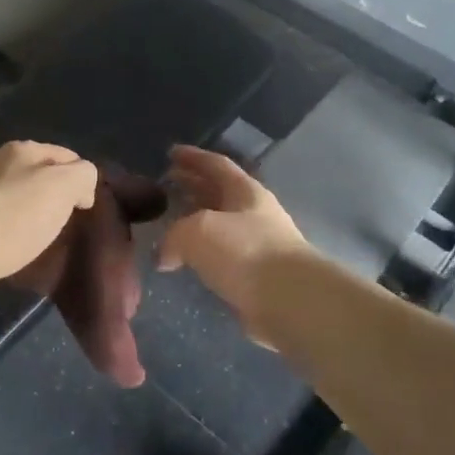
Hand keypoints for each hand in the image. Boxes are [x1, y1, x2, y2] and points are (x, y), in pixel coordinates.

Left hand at [0, 141, 99, 292]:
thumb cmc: (16, 215)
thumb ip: (83, 175)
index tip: (86, 209)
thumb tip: (81, 187)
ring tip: (44, 240)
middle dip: (58, 197)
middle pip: (43, 176)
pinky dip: (16, 229)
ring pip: (23, 197)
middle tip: (68, 225)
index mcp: (25, 149)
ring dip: (36, 215)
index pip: (68, 156)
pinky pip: (5, 218)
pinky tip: (17, 246)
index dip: (83, 180)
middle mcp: (1, 162)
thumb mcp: (64, 186)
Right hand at [157, 145, 310, 343]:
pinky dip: (203, 254)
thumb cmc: (244, 252)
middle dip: (193, 186)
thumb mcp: (197, 232)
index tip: (171, 153)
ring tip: (170, 222)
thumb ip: (173, 237)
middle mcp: (254, 214)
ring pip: (220, 226)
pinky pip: (223, 257)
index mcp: (245, 192)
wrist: (290, 301)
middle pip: (219, 193)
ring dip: (196, 221)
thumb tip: (164, 256)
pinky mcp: (257, 277)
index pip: (216, 165)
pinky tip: (187, 261)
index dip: (193, 157)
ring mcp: (259, 245)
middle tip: (167, 183)